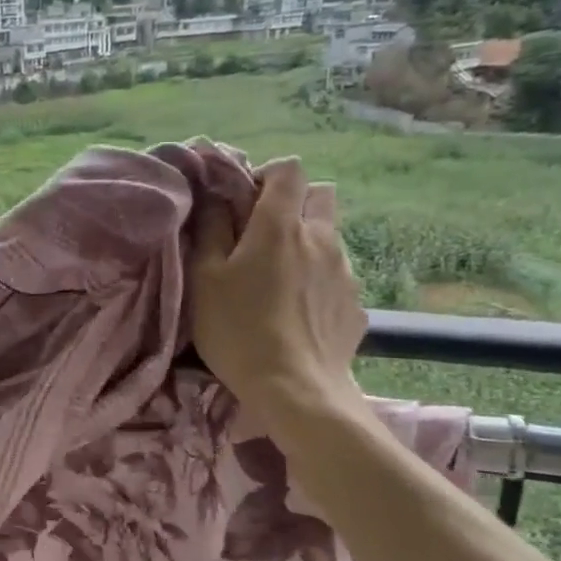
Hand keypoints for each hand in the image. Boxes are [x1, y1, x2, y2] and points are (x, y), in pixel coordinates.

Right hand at [190, 157, 369, 433]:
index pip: (289, 170)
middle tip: (263, 235)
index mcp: (281, 226)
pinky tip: (296, 312)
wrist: (296, 390)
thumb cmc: (238, 329)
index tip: (243, 202)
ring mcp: (346, 272)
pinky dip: (318, 281)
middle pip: (321, 195)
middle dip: (295, 203)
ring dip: (306, 243)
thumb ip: (211, 229)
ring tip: (278, 281)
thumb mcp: (204, 278)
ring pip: (330, 237)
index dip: (266, 176)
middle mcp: (322, 238)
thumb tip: (218, 197)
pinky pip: (337, 277)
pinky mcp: (356, 305)